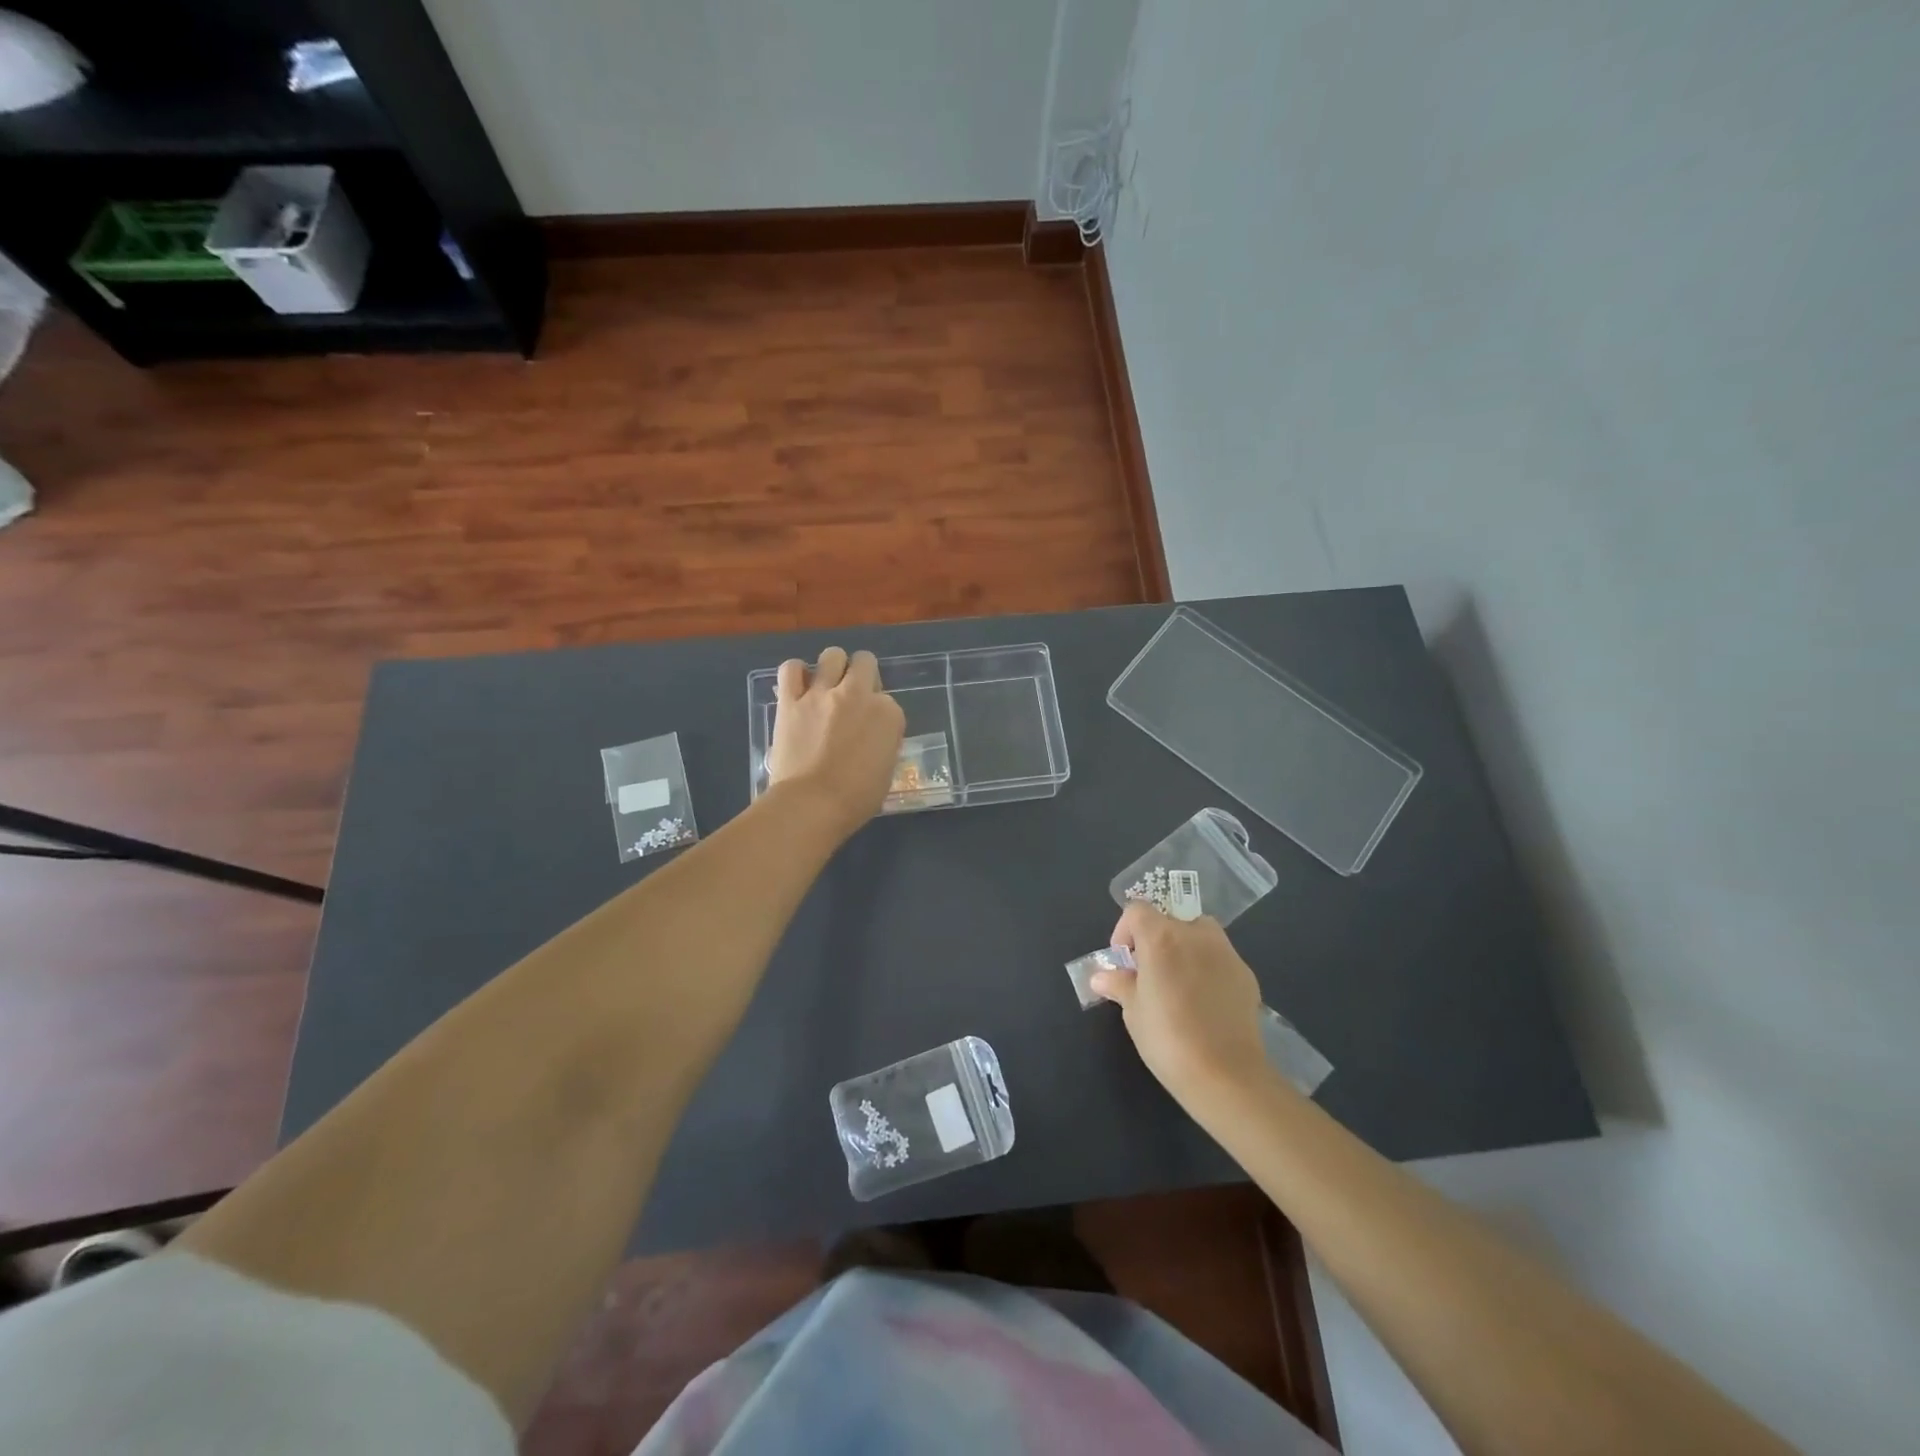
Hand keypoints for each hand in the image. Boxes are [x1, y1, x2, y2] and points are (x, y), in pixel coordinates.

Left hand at [765, 646, 904, 836]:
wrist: (812, 804)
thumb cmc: (856, 798)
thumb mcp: (887, 771)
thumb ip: (883, 744)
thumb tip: (872, 738)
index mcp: (888, 714)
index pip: (889, 701)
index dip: (879, 714)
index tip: (871, 731)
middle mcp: (858, 694)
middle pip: (865, 663)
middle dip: (862, 675)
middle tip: (853, 697)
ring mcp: (822, 694)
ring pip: (832, 656)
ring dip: (833, 667)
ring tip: (827, 685)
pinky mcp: (791, 700)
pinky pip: (791, 669)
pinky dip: (796, 673)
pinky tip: (798, 685)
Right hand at [1090, 902, 1272, 1102]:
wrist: (1226, 1075)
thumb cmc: (1167, 1038)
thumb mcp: (1133, 1011)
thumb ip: (1119, 985)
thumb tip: (1100, 977)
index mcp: (1161, 937)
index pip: (1136, 911)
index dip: (1125, 931)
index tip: (1124, 961)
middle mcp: (1195, 934)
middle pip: (1170, 920)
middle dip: (1156, 940)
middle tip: (1149, 973)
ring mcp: (1225, 952)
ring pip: (1200, 934)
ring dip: (1185, 948)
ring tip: (1178, 984)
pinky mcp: (1246, 974)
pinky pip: (1220, 958)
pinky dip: (1208, 968)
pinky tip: (1204, 1003)